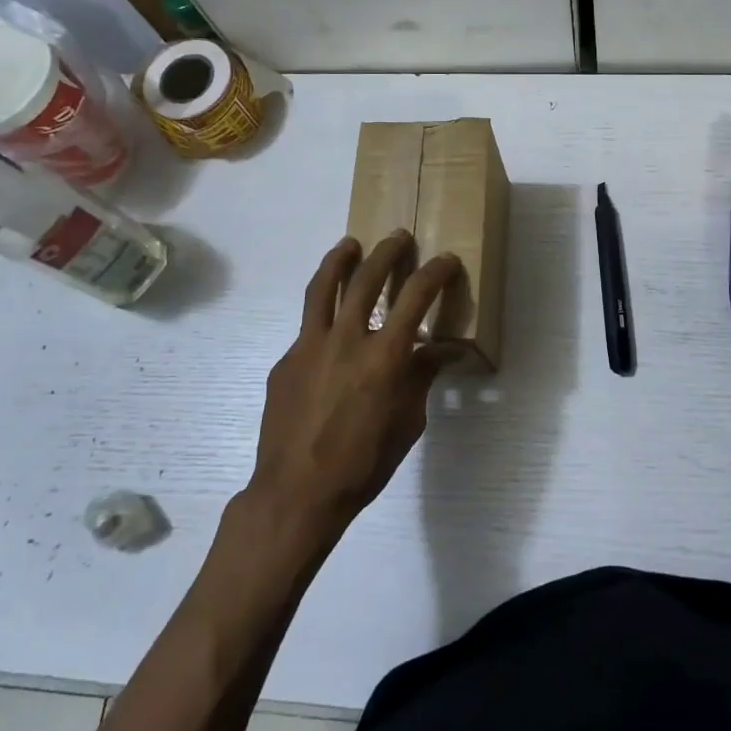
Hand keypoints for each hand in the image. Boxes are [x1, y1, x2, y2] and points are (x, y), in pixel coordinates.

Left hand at [247, 232, 464, 539]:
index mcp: (384, 356)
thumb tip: (442, 351)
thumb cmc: (364, 463)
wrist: (297, 493)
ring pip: (323, 288)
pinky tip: (330, 332)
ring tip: (349, 244)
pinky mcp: (285, 361)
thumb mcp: (408, 423)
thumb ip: (422, 378)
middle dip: (386, 252)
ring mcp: (309, 346)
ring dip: (339, 260)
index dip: (435, 273)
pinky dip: (323, 318)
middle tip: (398, 237)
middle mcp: (346, 339)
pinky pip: (307, 329)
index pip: (416, 297)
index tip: (445, 259)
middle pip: (366, 278)